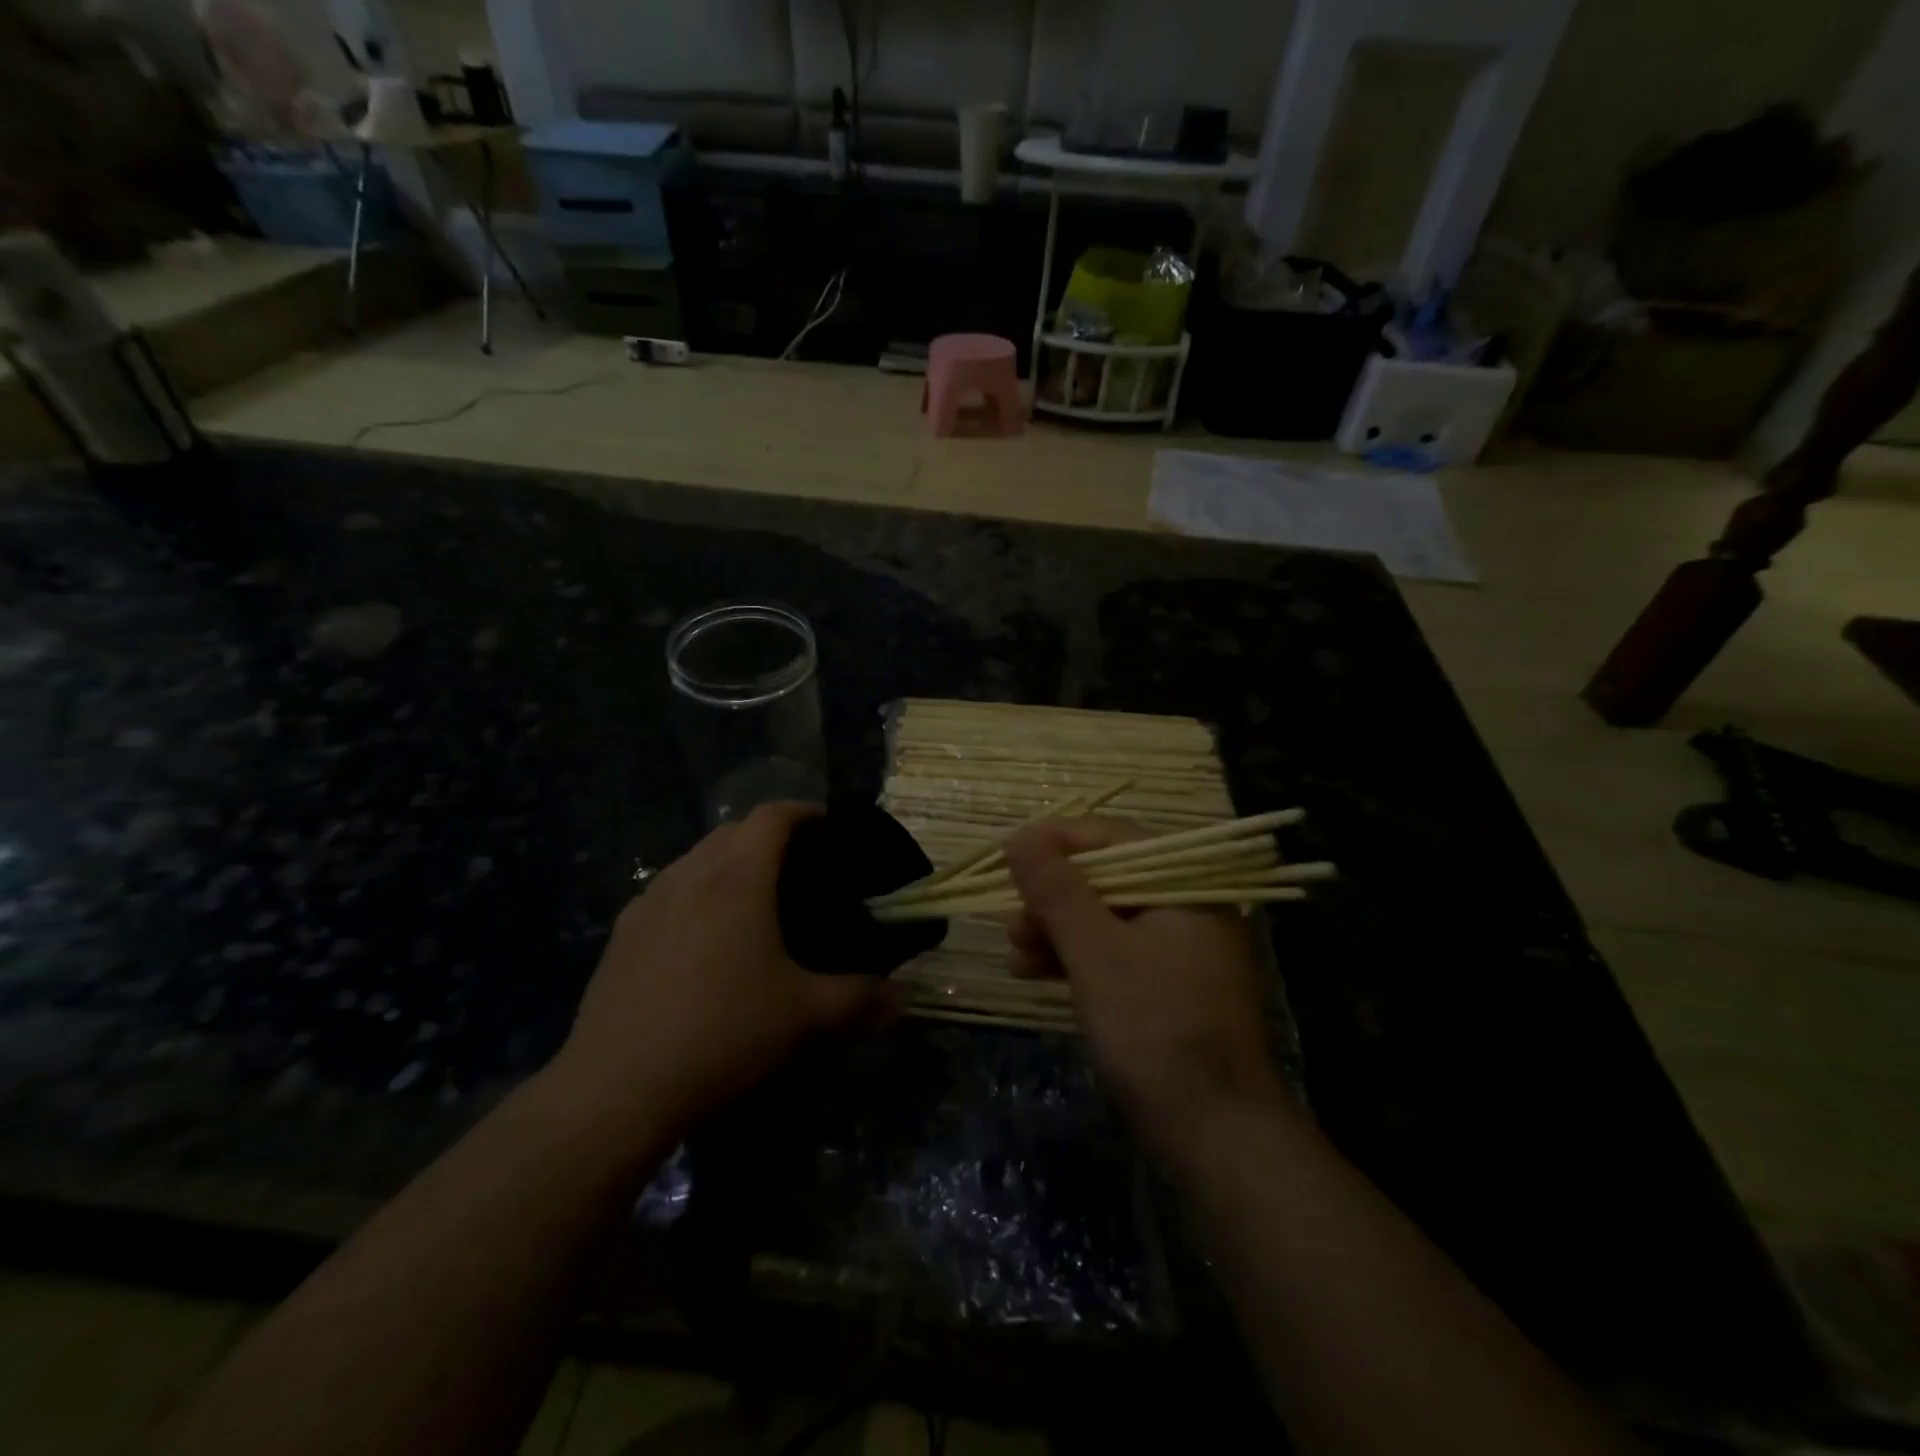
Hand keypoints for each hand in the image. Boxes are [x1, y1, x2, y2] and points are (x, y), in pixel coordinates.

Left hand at [548, 803, 893, 1141]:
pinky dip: (695, 894)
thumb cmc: (723, 1032)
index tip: (830, 829)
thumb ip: (862, 999)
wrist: (617, 1087)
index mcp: (737, 877)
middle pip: (732, 831)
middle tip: (802, 870)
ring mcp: (648, 902)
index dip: (804, 812)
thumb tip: (907, 997)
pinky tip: (705, 940)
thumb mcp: (804, 1016)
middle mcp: (689, 874)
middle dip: (769, 837)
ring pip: (696, 859)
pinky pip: (668, 892)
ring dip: (729, 864)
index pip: (772, 815)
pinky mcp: (622, 934)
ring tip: (755, 902)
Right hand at [1005, 818, 1287, 1163]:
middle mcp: (1186, 908)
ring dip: (1054, 931)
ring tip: (1014, 954)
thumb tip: (1019, 838)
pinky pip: (1111, 955)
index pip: (1114, 838)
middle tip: (1010, 921)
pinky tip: (1032, 973)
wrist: (1216, 1136)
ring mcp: (1176, 951)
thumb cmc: (1155, 1029)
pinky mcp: (1163, 988)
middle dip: (1051, 897)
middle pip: (1106, 879)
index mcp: (1184, 887)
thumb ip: (1057, 891)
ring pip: (1103, 920)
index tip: (1008, 856)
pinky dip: (1073, 960)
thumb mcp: (1097, 953)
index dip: (1056, 842)